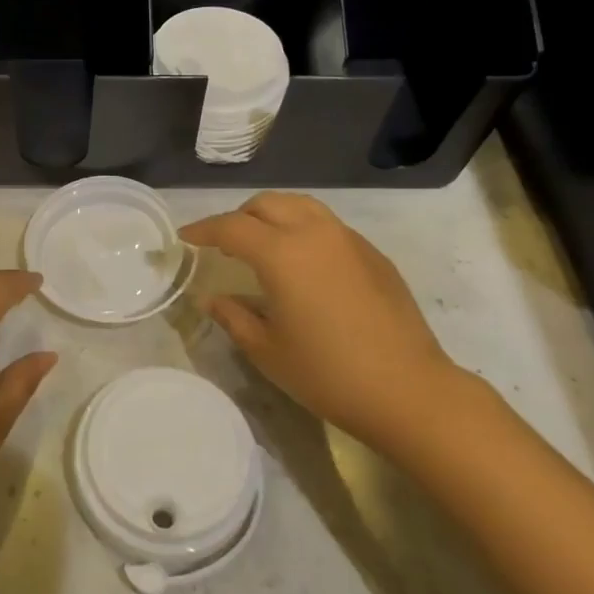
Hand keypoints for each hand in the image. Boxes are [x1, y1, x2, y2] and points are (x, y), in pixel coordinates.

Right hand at [180, 192, 475, 450]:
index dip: (204, 229)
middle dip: (239, 217)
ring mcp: (349, 240)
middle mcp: (315, 233)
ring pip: (302, 206)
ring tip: (262, 245)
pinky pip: (328, 226)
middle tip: (224, 244)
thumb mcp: (267, 350)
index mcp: (282, 254)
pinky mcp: (373, 254)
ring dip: (273, 216)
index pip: (232, 227)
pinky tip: (303, 264)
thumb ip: (233, 317)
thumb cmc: (327, 373)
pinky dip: (303, 229)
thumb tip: (212, 298)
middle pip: (268, 204)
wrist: (407, 389)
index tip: (186, 237)